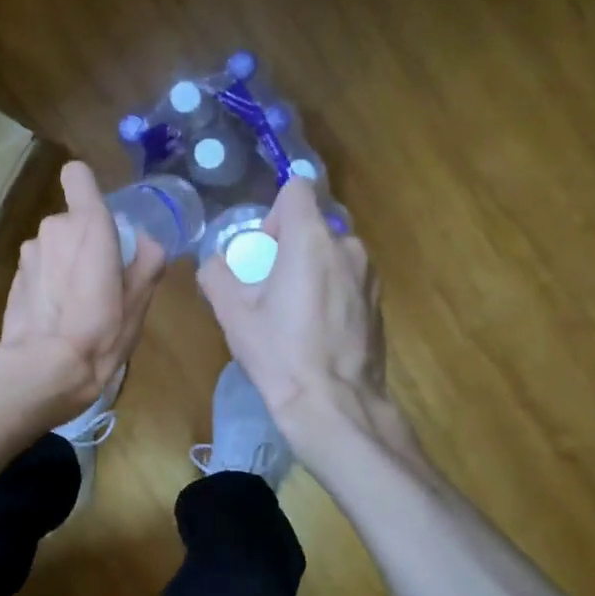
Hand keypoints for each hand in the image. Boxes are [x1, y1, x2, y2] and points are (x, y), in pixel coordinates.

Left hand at [0, 161, 166, 412]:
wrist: (43, 368)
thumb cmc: (100, 331)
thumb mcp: (139, 299)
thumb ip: (148, 260)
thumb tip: (146, 241)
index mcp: (88, 224)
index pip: (77, 175)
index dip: (88, 188)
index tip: (102, 216)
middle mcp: (53, 228)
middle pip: (72, 220)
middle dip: (85, 241)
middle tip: (103, 279)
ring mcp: (29, 253)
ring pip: (54, 246)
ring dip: (65, 263)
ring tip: (79, 302)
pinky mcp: (14, 278)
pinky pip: (40, 268)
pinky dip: (49, 282)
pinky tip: (57, 315)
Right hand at [199, 178, 388, 449]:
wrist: (335, 406)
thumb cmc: (280, 354)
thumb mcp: (232, 315)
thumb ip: (216, 275)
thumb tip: (215, 264)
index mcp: (311, 240)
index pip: (297, 189)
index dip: (274, 212)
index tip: (263, 248)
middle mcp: (347, 247)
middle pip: (314, 224)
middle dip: (290, 245)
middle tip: (270, 286)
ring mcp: (369, 275)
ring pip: (333, 253)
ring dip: (312, 269)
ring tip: (293, 311)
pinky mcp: (379, 302)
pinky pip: (349, 279)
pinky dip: (331, 291)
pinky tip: (317, 330)